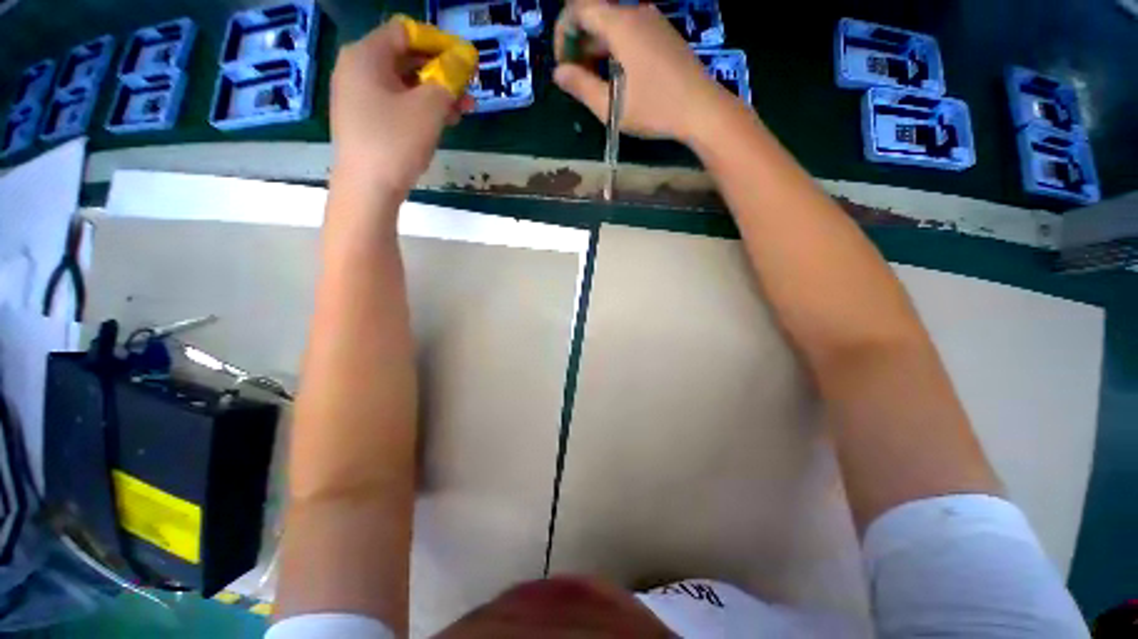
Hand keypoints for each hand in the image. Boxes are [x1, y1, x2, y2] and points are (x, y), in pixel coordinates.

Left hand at [330, 18, 472, 195]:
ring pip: (403, 86)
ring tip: (461, 112)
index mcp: (366, 56)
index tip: (462, 62)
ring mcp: (358, 97)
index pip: (405, 33)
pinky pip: (395, 105)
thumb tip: (460, 63)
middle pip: (404, 59)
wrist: (367, 189)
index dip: (437, 44)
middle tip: (466, 90)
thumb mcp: (428, 109)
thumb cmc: (395, 142)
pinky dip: (419, 110)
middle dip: (439, 74)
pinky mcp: (364, 121)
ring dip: (434, 95)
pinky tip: (440, 124)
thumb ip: (447, 80)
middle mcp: (357, 70)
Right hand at [553, 0, 734, 142]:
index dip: (563, 34)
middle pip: (596, 17)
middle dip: (579, 45)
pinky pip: (629, 34)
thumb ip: (581, 87)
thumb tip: (559, 73)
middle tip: (577, 81)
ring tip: (595, 84)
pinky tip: (617, 79)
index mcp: (620, 24)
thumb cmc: (655, 108)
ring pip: (612, 27)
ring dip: (596, 50)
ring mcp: (652, 22)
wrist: (702, 108)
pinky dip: (614, 51)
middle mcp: (635, 13)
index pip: (578, 9)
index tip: (563, 66)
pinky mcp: (662, 36)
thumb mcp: (611, 105)